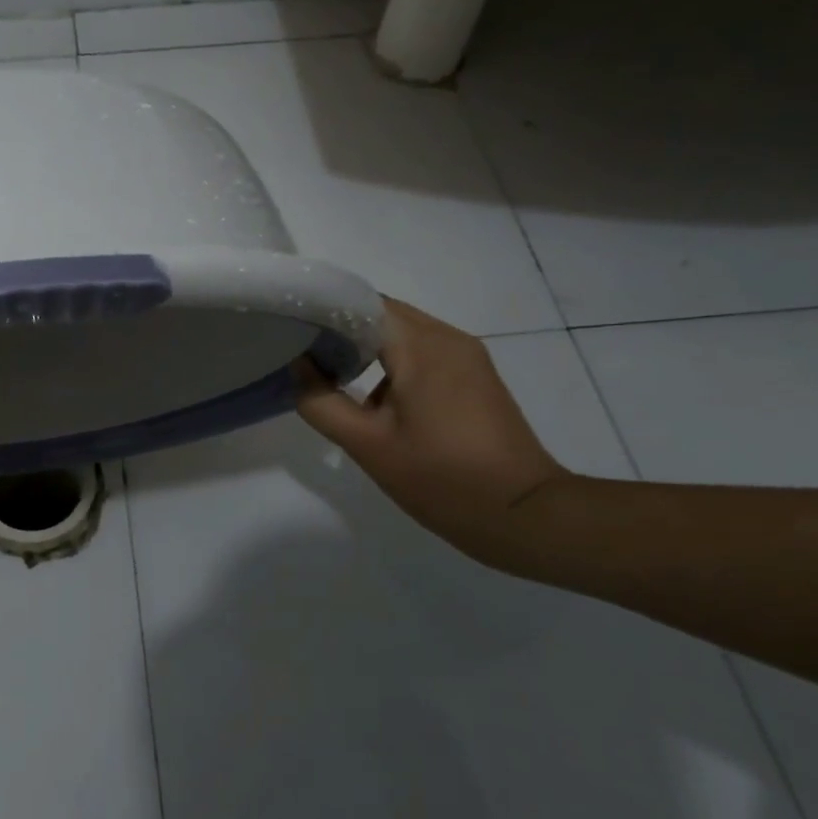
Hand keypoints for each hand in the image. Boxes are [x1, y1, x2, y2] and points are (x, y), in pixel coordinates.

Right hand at [298, 298, 569, 565]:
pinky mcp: (476, 376)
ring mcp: (468, 356)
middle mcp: (448, 339)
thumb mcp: (368, 446)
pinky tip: (376, 399)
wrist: (524, 515)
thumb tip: (298, 365)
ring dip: (369, 346)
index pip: (364, 303)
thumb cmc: (441, 479)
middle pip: (385, 314)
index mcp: (422, 347)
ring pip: (405, 333)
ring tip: (334, 377)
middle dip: (344, 329)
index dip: (326, 312)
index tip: (294, 332)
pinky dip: (394, 362)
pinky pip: (425, 352)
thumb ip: (322, 402)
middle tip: (306, 356)